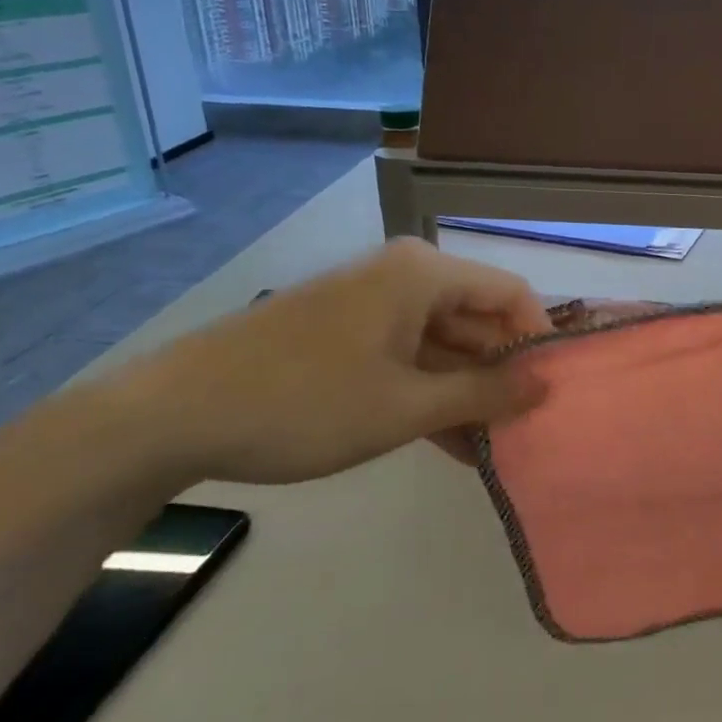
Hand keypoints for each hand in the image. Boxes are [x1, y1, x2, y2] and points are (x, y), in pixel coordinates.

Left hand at [111, 239, 550, 485]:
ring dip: (466, 393)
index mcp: (424, 274)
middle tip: (524, 428)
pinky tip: (450, 442)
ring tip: (493, 447)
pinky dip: (429, 394)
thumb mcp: (405, 406)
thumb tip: (546, 386)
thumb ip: (483, 394)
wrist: (172, 415)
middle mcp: (403, 276)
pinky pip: (408, 357)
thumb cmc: (304, 402)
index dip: (538, 340)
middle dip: (501, 374)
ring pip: (444, 344)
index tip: (549, 393)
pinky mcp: (346, 333)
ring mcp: (372, 305)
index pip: (511, 294)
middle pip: (478, 319)